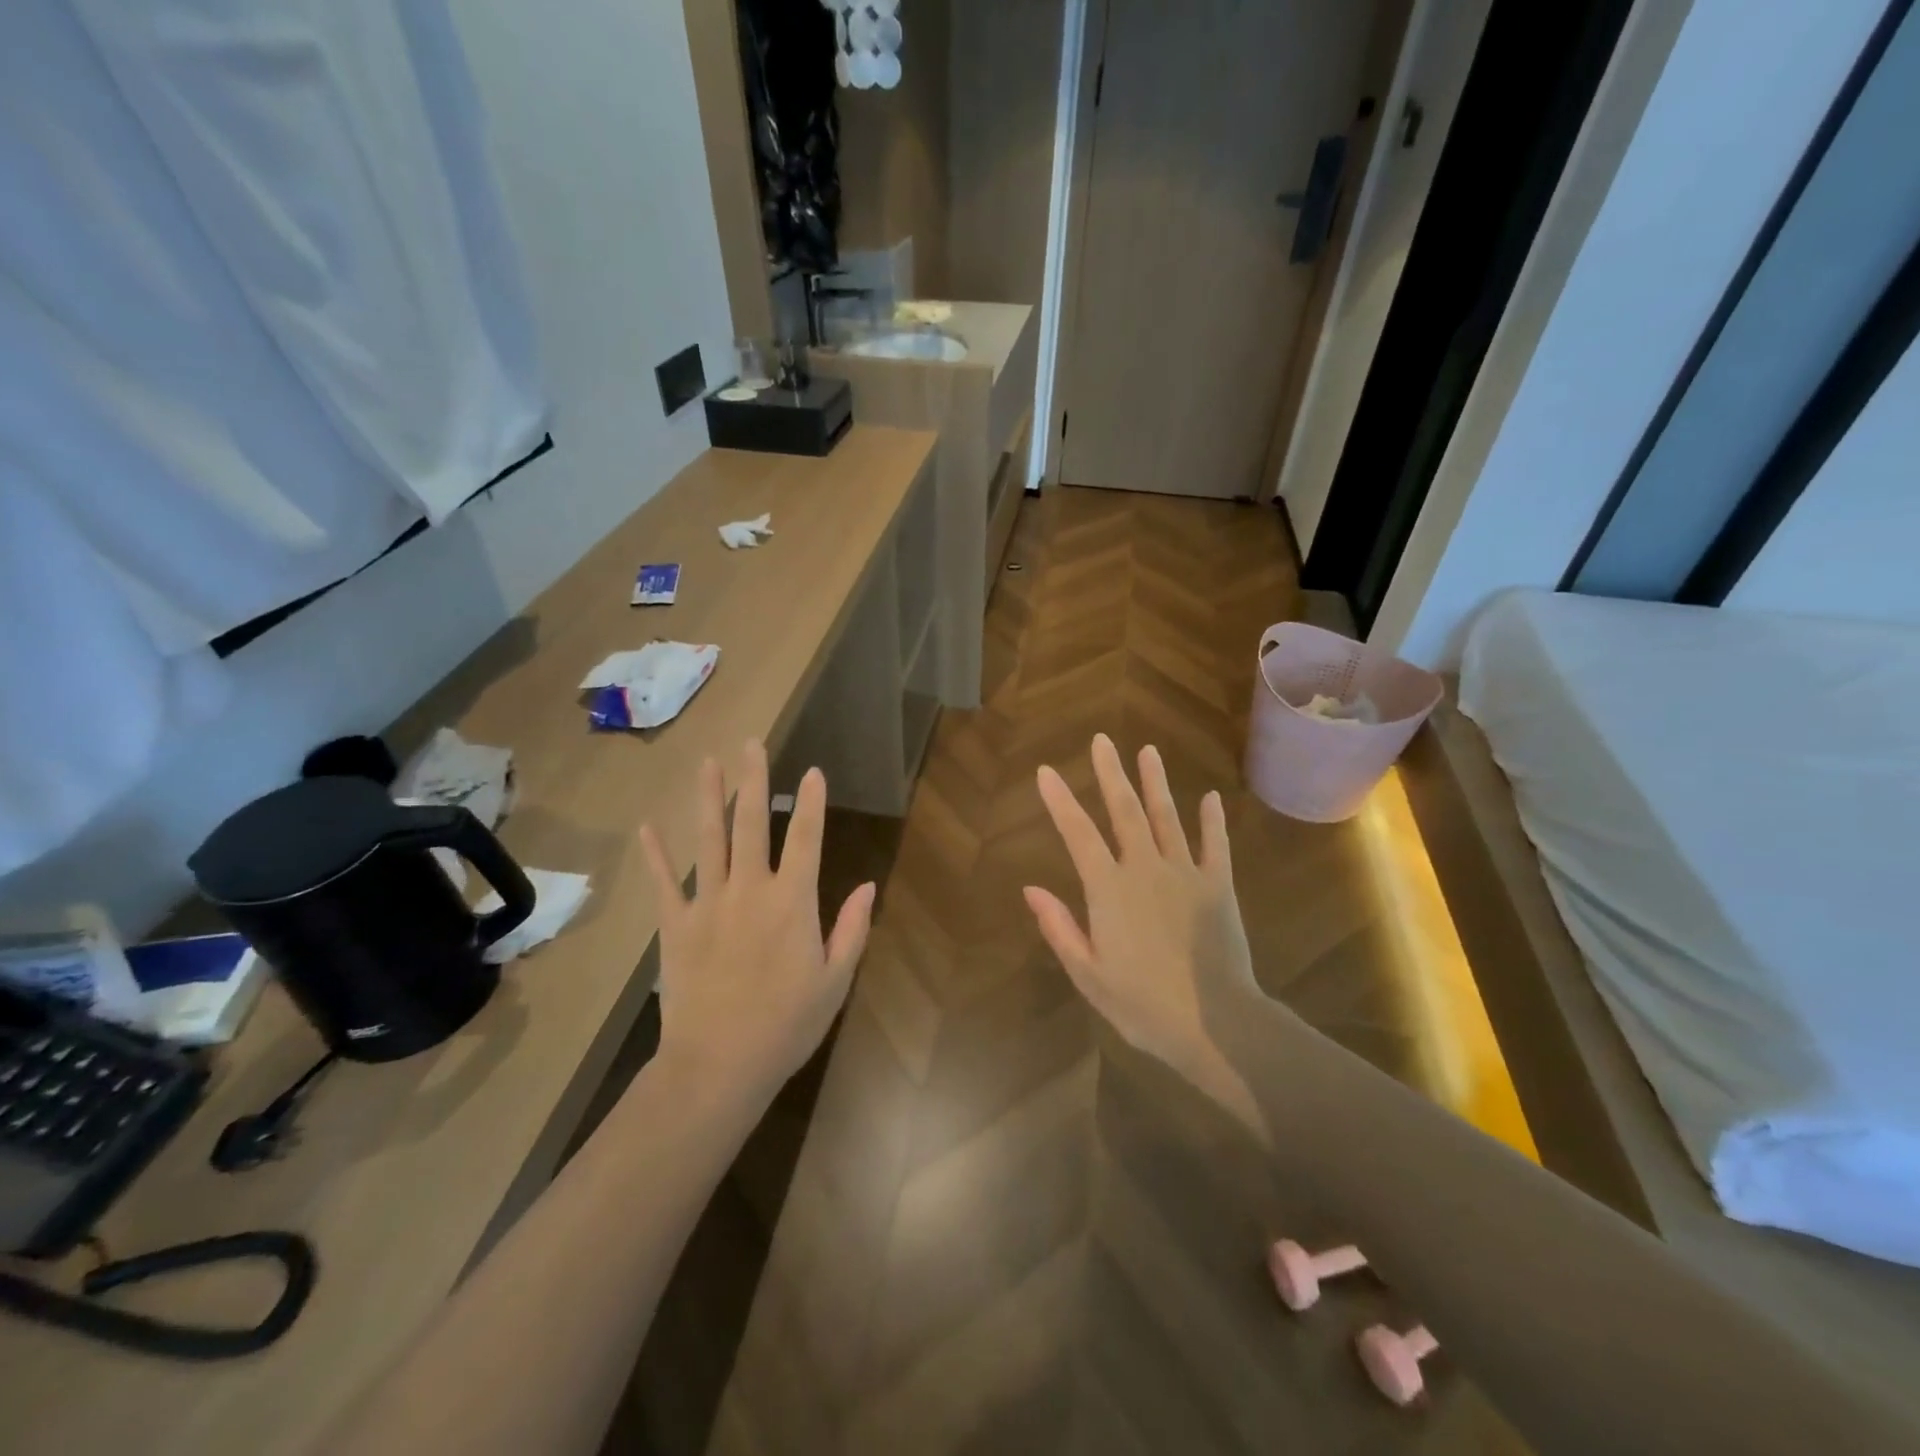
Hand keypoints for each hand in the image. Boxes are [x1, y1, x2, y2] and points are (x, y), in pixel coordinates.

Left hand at [640, 740, 873, 1104]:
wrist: (718, 1066)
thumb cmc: (786, 1025)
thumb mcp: (835, 980)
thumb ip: (852, 928)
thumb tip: (868, 885)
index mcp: (792, 902)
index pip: (806, 838)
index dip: (811, 802)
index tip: (812, 771)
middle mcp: (750, 890)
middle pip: (752, 824)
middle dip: (754, 780)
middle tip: (750, 743)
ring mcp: (707, 904)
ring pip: (709, 840)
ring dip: (709, 798)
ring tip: (707, 763)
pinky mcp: (675, 926)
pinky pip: (664, 882)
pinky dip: (657, 854)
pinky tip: (648, 827)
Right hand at [1025, 735, 1262, 1115]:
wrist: (1215, 1023)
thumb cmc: (1142, 1004)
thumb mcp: (1088, 973)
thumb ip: (1059, 927)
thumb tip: (1031, 888)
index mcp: (1108, 889)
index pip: (1078, 834)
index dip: (1060, 801)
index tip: (1046, 771)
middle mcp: (1144, 868)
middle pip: (1125, 812)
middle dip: (1111, 773)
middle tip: (1103, 740)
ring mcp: (1185, 873)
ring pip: (1167, 817)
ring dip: (1156, 783)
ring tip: (1148, 750)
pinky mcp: (1218, 886)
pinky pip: (1215, 845)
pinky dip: (1212, 820)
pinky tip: (1209, 797)